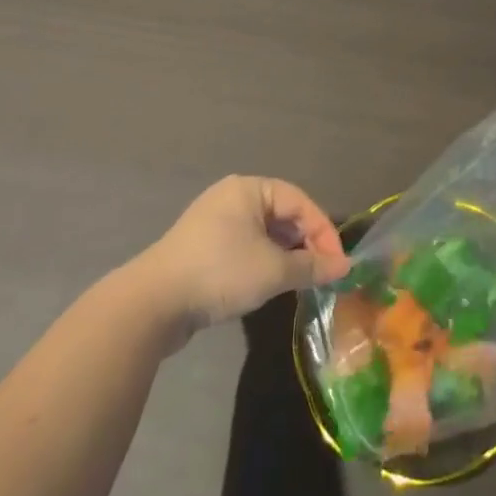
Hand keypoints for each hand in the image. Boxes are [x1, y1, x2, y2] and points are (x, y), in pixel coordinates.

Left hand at [146, 176, 349, 335]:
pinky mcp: (203, 249)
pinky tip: (272, 284)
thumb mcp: (272, 270)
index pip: (300, 202)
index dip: (324, 232)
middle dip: (307, 244)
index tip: (339, 264)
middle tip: (324, 273)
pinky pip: (246, 247)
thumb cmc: (219, 272)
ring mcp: (215, 223)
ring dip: (287, 255)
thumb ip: (311, 267)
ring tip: (303, 281)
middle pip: (283, 215)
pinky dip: (265, 262)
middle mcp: (233, 198)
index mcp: (250, 189)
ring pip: (265, 234)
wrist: (152, 305)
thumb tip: (343, 268)